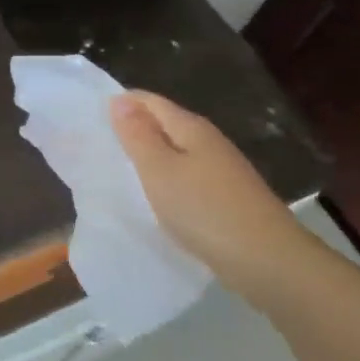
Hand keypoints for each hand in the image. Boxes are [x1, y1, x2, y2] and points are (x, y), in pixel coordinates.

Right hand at [110, 90, 344, 314]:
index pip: (150, 101)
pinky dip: (166, 181)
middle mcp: (209, 142)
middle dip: (133, 130)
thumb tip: (119, 99)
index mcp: (191, 128)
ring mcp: (222, 171)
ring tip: (119, 172)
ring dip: (150, 157)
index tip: (90, 118)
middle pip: (165, 125)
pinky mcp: (227, 198)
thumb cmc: (205, 210)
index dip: (122, 104)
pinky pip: (187, 177)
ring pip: (177, 152)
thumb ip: (137, 135)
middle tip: (97, 145)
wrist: (269, 261)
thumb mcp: (159, 171)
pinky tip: (155, 198)